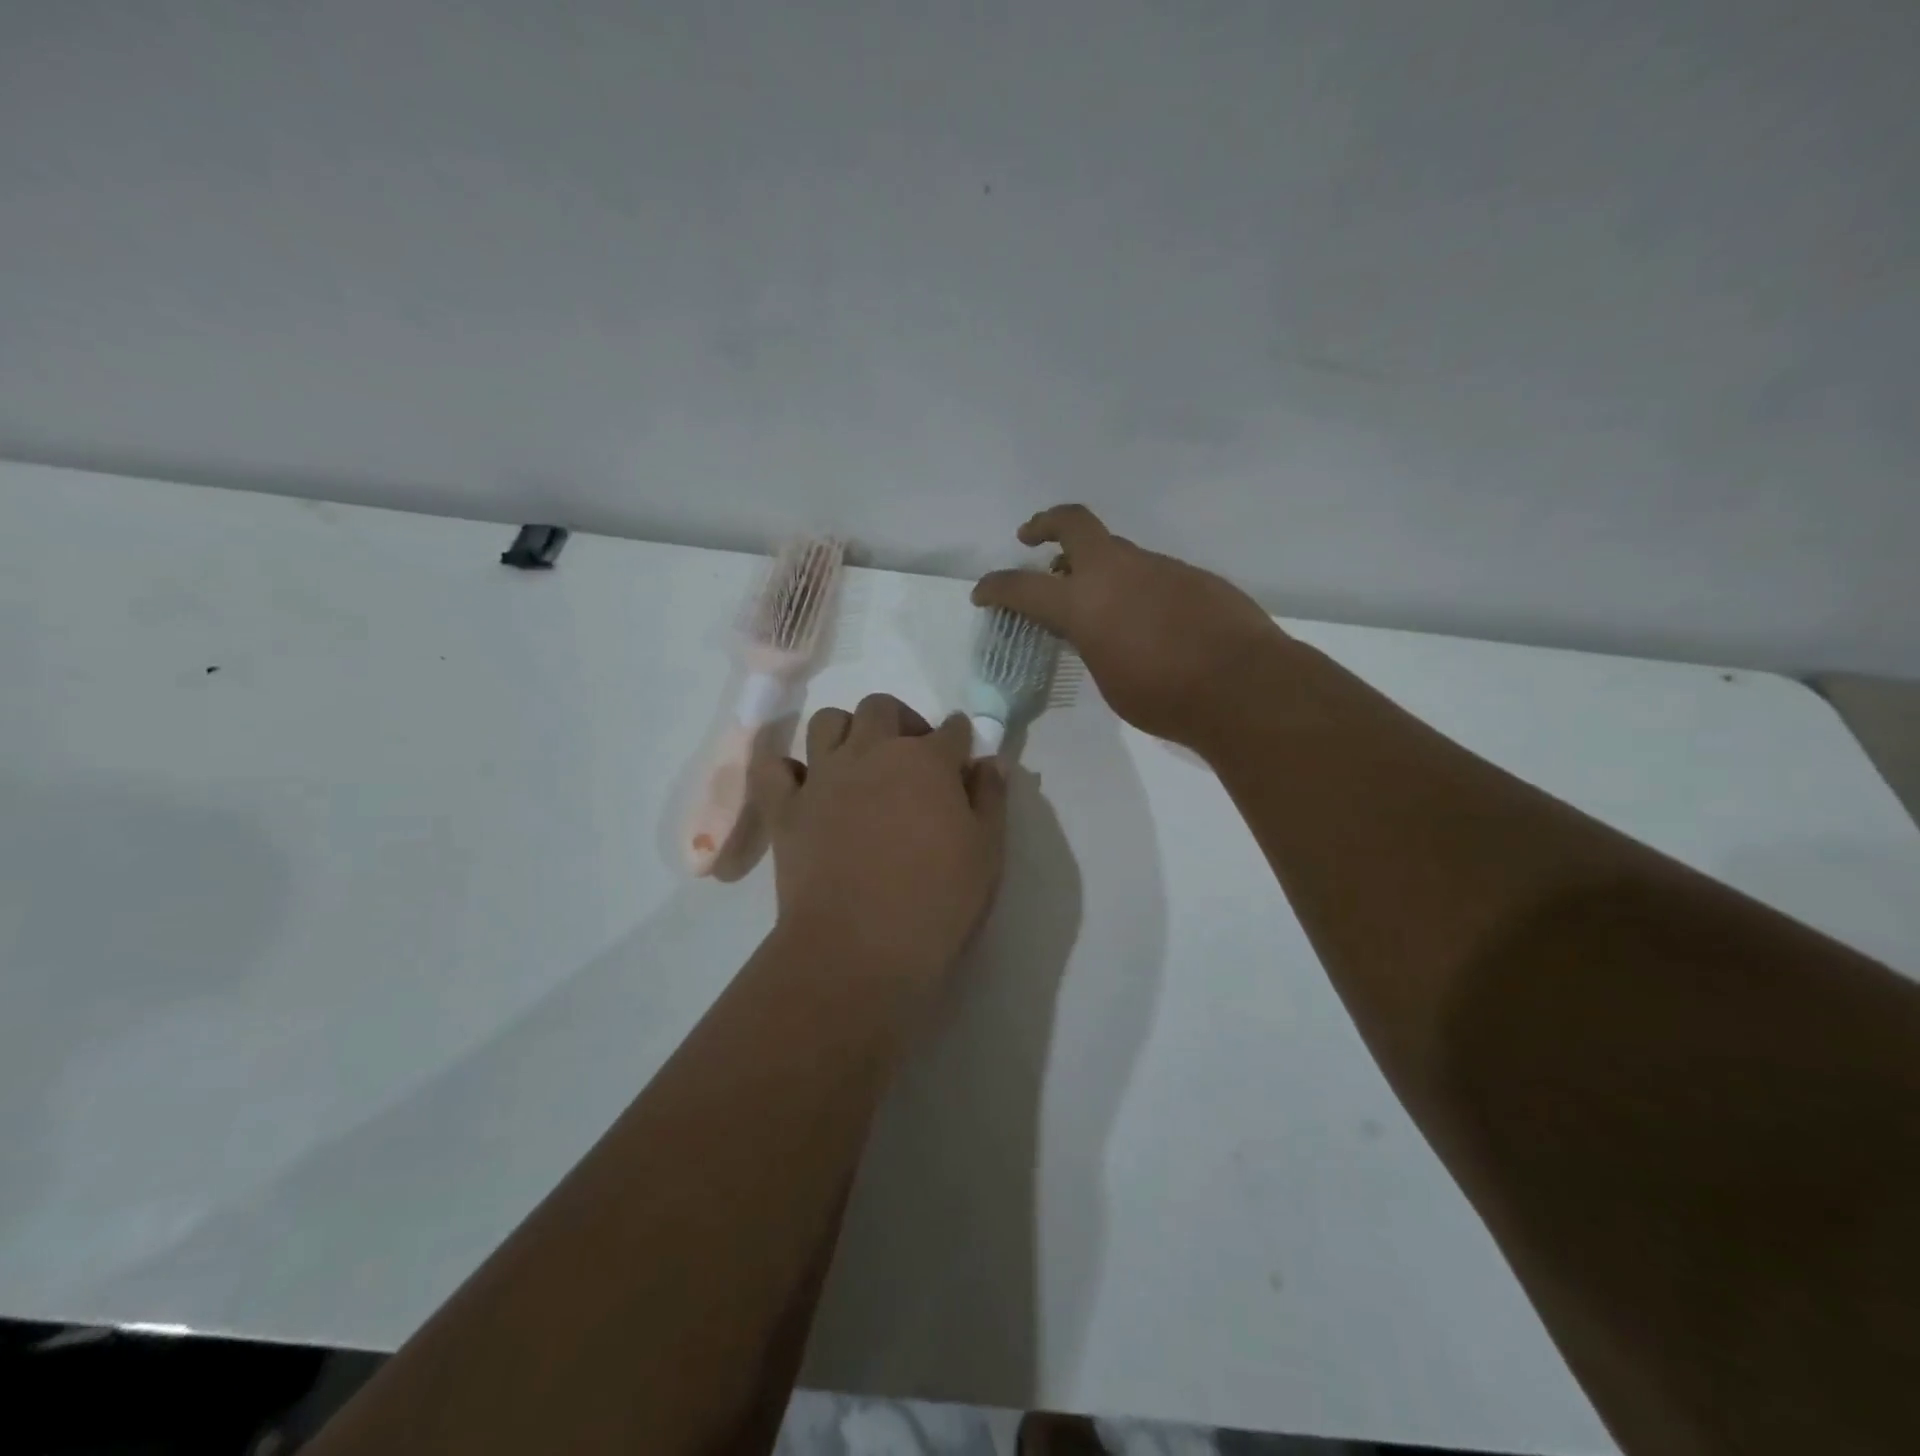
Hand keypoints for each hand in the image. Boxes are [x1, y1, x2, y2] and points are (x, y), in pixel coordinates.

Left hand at [751, 694, 1007, 997]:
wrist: (858, 948)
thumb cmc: (936, 902)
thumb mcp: (986, 853)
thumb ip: (990, 799)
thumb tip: (989, 762)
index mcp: (926, 761)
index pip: (952, 730)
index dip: (960, 740)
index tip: (961, 757)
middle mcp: (871, 753)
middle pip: (882, 708)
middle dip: (901, 721)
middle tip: (911, 758)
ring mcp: (823, 776)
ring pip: (827, 721)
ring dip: (846, 731)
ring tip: (858, 764)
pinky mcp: (785, 807)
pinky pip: (773, 767)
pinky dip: (786, 768)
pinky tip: (803, 785)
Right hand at [972, 505, 1288, 749]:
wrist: (1243, 686)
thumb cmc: (1164, 696)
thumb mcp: (1108, 678)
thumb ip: (1090, 643)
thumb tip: (1091, 628)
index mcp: (1084, 601)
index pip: (1023, 587)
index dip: (995, 587)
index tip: (982, 592)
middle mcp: (1117, 571)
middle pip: (1073, 523)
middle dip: (1044, 524)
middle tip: (1031, 538)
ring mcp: (1159, 566)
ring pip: (1117, 551)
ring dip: (1096, 566)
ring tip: (1096, 600)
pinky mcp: (1192, 575)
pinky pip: (1151, 572)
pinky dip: (1135, 586)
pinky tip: (1148, 619)